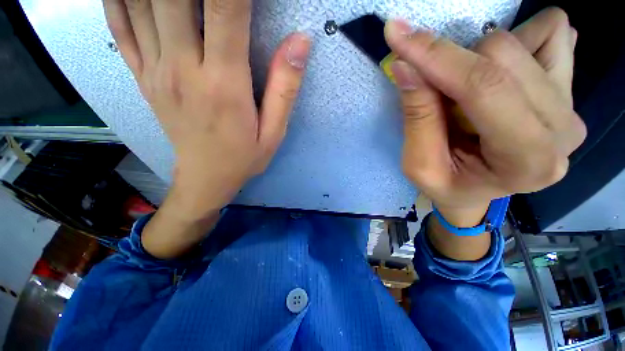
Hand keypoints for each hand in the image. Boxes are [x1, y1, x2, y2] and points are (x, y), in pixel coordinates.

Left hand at [103, 0, 310, 257]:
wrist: (206, 178)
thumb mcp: (274, 132)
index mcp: (224, 84)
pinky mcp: (144, 76)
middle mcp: (184, 67)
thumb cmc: (244, 157)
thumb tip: (300, 44)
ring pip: (142, 2)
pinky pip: (120, 25)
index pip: (227, 10)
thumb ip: (285, 89)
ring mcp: (157, 69)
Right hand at [385, 7, 585, 228]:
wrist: (475, 191)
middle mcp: (562, 130)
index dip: (436, 57)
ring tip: (462, 92)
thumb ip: (417, 118)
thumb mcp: (419, 165)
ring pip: (524, 41)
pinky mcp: (568, 87)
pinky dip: (521, 37)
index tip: (397, 34)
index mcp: (526, 161)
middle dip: (450, 64)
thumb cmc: (446, 184)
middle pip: (503, 56)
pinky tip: (500, 68)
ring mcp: (571, 105)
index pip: (484, 88)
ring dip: (477, 57)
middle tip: (428, 89)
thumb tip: (405, 65)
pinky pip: (554, 33)